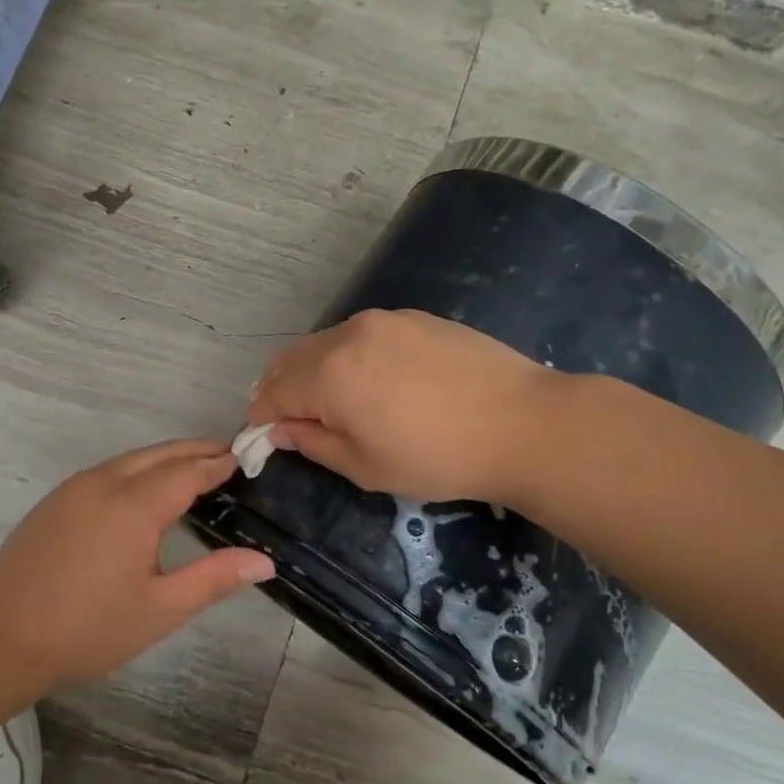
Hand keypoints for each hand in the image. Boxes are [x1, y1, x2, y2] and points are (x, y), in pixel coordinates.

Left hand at [0, 440, 273, 683]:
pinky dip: (138, 469)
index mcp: (134, 505)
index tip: (244, 458)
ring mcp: (74, 488)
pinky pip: (108, 470)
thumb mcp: (160, 609)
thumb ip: (214, 579)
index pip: (188, 471)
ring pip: (131, 459)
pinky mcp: (56, 500)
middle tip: (227, 454)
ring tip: (195, 468)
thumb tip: (264, 560)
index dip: (218, 464)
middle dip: (196, 450)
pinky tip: (145, 490)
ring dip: (166, 457)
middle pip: (160, 454)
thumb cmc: (88, 628)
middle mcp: (105, 483)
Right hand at [248, 309, 554, 505]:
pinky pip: (360, 335)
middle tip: (289, 422)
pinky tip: (372, 382)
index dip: (261, 418)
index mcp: (329, 375)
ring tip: (330, 404)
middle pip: (291, 360)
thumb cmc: (437, 457)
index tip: (262, 440)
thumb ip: (313, 443)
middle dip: (280, 390)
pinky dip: (346, 357)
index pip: (273, 393)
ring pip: (325, 343)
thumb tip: (280, 429)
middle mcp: (347, 335)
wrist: (523, 423)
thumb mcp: (366, 466)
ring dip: (312, 372)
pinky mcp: (413, 317)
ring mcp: (383, 320)